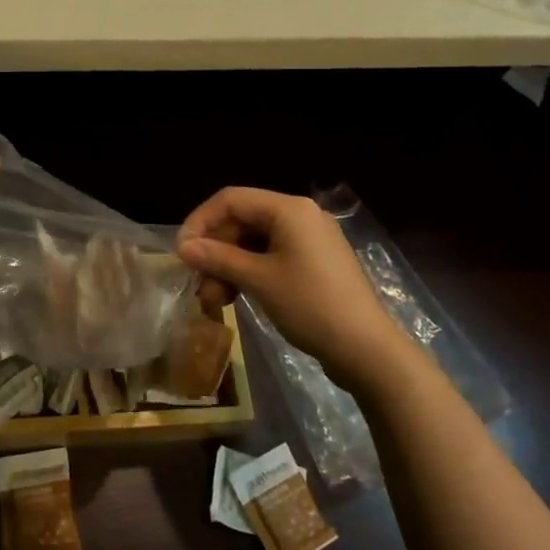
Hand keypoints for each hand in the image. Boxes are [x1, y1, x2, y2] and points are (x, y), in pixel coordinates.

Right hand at [177, 187, 402, 389]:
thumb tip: (183, 247)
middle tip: (199, 284)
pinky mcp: (314, 263)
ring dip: (229, 266)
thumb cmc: (311, 306)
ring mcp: (310, 240)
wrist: (367, 350)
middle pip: (242, 220)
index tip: (181, 253)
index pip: (231, 199)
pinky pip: (271, 256)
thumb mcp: (259, 280)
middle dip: (216, 250)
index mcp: (289, 209)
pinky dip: (250, 273)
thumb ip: (219, 258)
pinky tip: (236, 298)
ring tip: (214, 300)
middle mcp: (300, 215)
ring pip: (254, 242)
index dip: (200, 222)